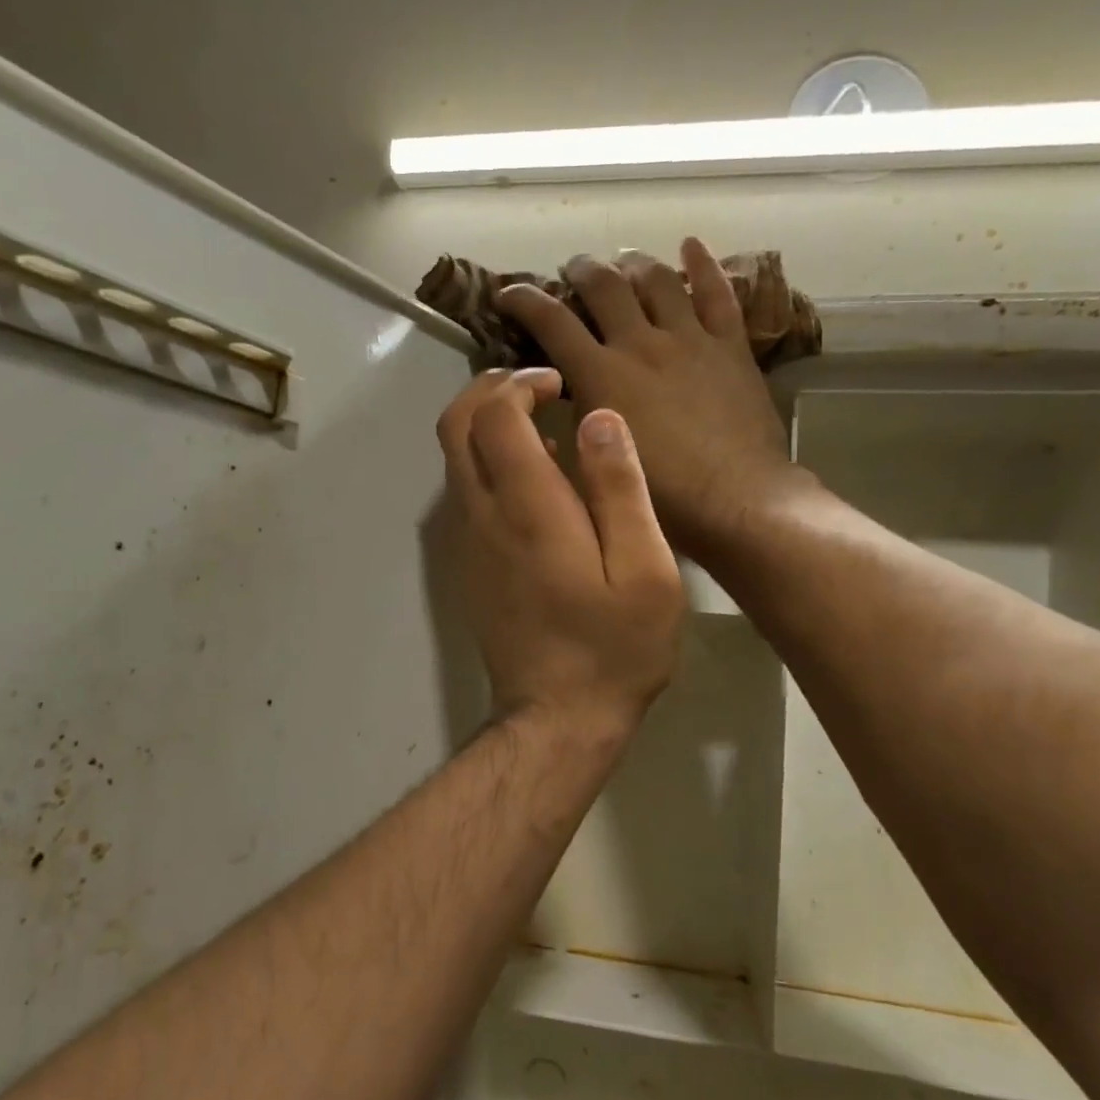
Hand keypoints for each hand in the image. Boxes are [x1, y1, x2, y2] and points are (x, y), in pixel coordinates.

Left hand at [436, 368, 682, 738]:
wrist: (557, 717)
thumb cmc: (614, 646)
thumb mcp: (645, 568)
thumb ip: (619, 487)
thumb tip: (598, 418)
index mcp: (527, 508)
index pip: (493, 415)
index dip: (519, 383)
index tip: (560, 385)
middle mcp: (484, 516)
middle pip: (454, 427)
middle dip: (488, 391)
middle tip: (539, 391)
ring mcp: (469, 543)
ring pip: (456, 460)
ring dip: (488, 428)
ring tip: (546, 429)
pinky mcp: (470, 566)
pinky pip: (466, 494)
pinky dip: (489, 465)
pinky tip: (540, 484)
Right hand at [496, 240, 792, 559]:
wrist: (736, 501)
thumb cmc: (661, 496)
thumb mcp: (597, 460)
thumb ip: (581, 416)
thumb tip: (571, 390)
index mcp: (602, 375)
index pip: (552, 322)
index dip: (524, 300)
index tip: (508, 293)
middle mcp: (641, 344)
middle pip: (605, 287)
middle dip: (581, 271)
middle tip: (572, 269)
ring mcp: (689, 340)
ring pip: (657, 281)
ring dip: (634, 264)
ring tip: (624, 260)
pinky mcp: (730, 347)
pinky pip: (717, 294)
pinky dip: (703, 266)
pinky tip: (691, 246)